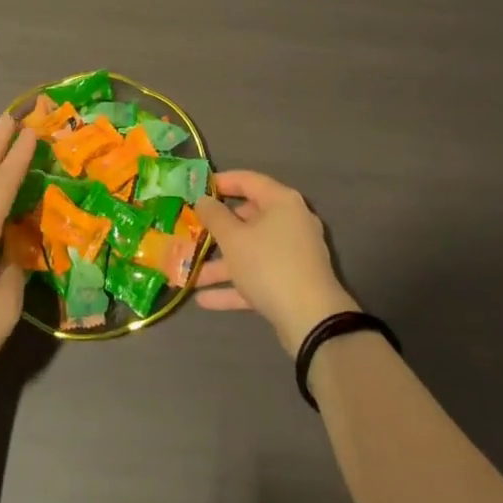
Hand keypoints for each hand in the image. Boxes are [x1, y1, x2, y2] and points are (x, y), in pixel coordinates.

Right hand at [194, 170, 358, 355]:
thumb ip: (214, 216)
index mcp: (281, 202)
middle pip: (248, 219)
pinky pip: (258, 276)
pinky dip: (235, 285)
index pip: (248, 180)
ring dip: (221, 264)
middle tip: (192, 231)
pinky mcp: (291, 284)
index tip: (198, 188)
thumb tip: (203, 199)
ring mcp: (292, 255)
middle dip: (217, 231)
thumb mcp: (234, 238)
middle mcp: (290, 222)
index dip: (222, 182)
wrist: (313, 321)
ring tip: (190, 274)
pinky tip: (204, 299)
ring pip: (250, 252)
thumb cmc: (269, 265)